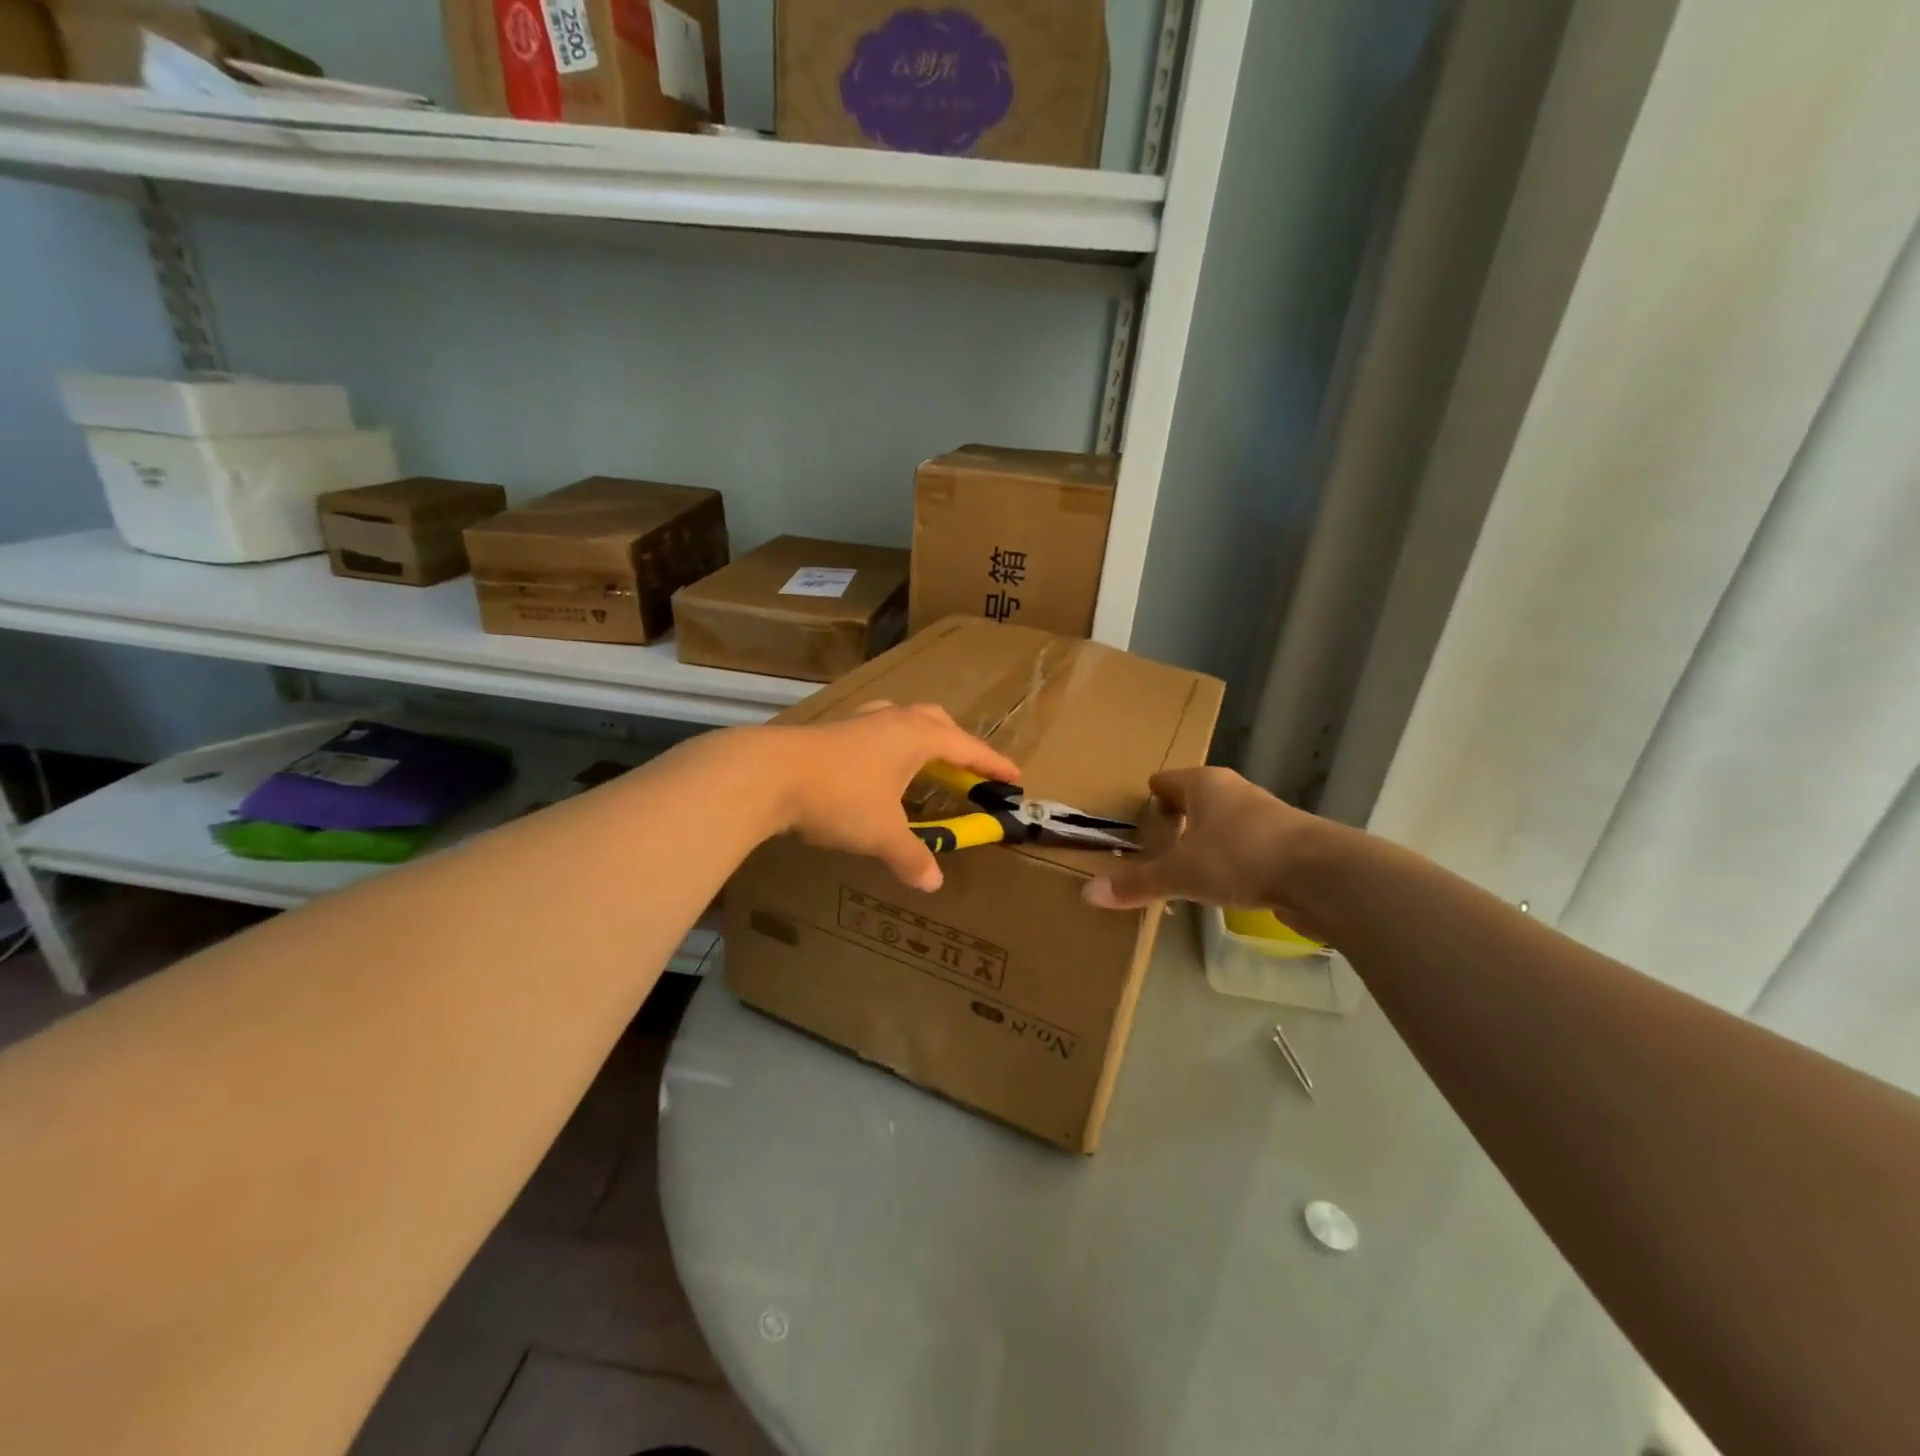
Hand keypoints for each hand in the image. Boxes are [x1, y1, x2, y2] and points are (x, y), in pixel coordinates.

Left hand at [766, 703, 1021, 893]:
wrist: (768, 774)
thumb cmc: (840, 797)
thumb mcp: (881, 833)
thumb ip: (911, 857)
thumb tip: (933, 882)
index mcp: (916, 736)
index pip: (967, 747)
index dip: (992, 764)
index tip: (1015, 775)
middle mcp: (892, 719)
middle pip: (936, 722)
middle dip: (957, 743)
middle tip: (967, 768)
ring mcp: (859, 721)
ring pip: (902, 719)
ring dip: (921, 737)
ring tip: (923, 762)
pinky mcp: (832, 731)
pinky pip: (875, 730)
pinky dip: (889, 745)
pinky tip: (876, 766)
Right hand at [1083, 767, 1324, 923]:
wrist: (1322, 875)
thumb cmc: (1241, 857)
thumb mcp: (1180, 873)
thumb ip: (1137, 883)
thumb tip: (1087, 894)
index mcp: (1204, 784)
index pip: (1165, 781)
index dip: (1148, 798)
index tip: (1133, 819)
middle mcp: (1234, 791)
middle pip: (1195, 800)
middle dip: (1175, 820)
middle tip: (1152, 846)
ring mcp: (1264, 816)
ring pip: (1222, 823)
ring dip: (1205, 841)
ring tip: (1183, 867)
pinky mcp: (1286, 844)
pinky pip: (1245, 846)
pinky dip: (1230, 860)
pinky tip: (1222, 884)